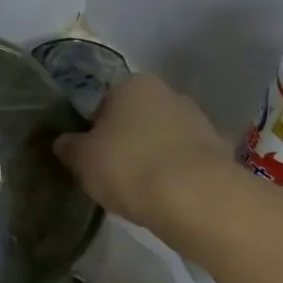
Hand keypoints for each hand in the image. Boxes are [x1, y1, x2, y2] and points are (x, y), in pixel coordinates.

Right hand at [53, 73, 229, 231]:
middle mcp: (167, 92)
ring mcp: (198, 119)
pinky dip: (177, 175)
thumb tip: (63, 142)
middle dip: (127, 142)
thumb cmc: (129, 167)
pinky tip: (168, 198)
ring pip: (164, 138)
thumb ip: (69, 147)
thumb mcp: (83, 160)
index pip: (104, 103)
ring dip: (153, 158)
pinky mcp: (219, 149)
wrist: (197, 197)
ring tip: (142, 192)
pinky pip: (186, 161)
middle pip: (137, 118)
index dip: (95, 132)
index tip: (92, 159)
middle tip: (114, 175)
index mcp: (132, 84)